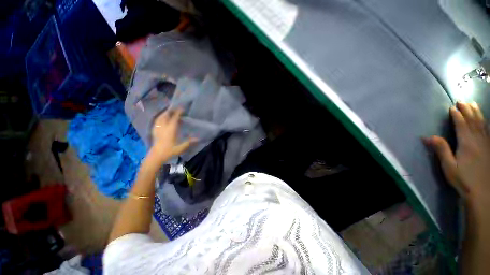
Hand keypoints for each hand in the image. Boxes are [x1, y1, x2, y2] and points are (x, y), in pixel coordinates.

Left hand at [150, 108, 194, 163]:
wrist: (156, 156)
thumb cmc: (169, 151)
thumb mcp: (180, 148)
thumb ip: (189, 142)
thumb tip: (198, 138)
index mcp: (170, 130)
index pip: (174, 118)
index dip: (178, 112)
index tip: (182, 108)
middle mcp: (163, 127)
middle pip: (165, 115)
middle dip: (170, 110)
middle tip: (176, 108)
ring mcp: (157, 128)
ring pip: (160, 117)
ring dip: (165, 113)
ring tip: (169, 111)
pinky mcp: (154, 131)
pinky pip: (157, 121)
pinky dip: (160, 117)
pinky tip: (162, 118)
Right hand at [426, 102, 489, 215]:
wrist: (482, 192)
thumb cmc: (463, 179)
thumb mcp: (448, 166)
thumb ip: (441, 150)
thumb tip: (428, 137)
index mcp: (467, 143)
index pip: (462, 125)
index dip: (457, 115)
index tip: (452, 107)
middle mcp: (478, 140)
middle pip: (473, 121)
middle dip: (468, 110)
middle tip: (462, 101)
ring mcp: (486, 143)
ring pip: (482, 124)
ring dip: (477, 113)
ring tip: (473, 104)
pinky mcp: (489, 148)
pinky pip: (487, 131)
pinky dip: (485, 122)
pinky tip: (484, 120)